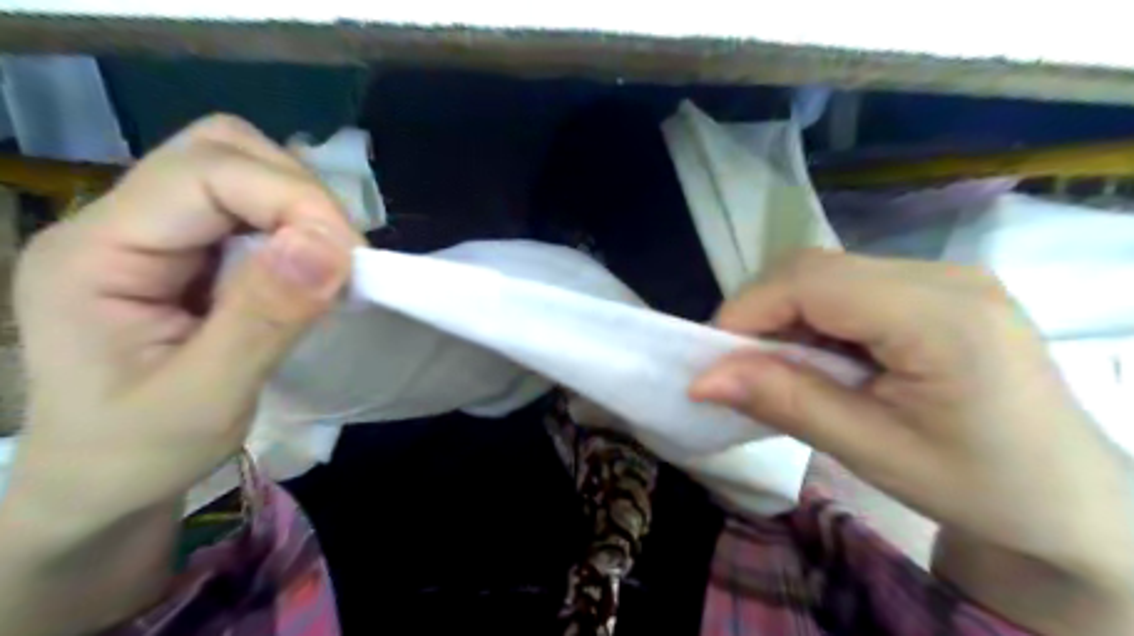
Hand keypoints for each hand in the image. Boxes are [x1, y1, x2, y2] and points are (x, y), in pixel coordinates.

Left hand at [4, 115, 357, 535]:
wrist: (100, 484)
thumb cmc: (138, 454)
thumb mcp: (206, 399)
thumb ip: (265, 318)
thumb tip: (329, 246)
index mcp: (97, 253)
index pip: (205, 172)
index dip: (293, 199)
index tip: (350, 258)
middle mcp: (116, 222)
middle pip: (221, 149)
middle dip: (299, 193)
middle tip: (341, 257)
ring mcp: (151, 232)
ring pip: (241, 168)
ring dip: (301, 206)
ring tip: (328, 265)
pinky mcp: (184, 251)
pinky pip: (252, 207)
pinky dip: (297, 226)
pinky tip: (308, 270)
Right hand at [692, 250, 1133, 629]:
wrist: (1070, 501)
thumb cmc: (979, 487)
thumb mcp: (872, 451)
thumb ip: (785, 402)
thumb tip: (702, 380)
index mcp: (942, 317)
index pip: (810, 281)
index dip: (746, 311)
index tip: (713, 361)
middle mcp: (944, 276)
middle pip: (814, 269)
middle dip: (760, 313)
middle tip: (740, 369)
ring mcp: (944, 277)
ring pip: (826, 274)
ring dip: (784, 317)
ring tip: (780, 369)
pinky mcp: (936, 289)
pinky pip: (849, 287)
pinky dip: (813, 319)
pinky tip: (820, 359)